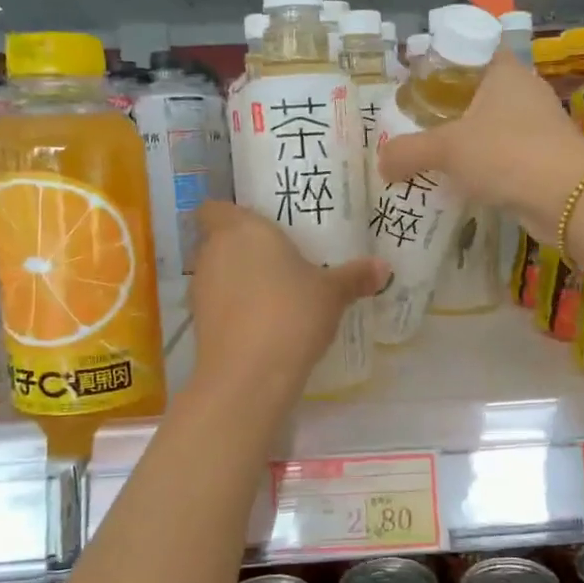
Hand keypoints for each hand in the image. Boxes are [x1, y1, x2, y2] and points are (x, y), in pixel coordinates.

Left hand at [188, 202, 384, 389]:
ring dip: (238, 280)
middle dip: (242, 248)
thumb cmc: (291, 313)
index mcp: (241, 230)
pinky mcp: (199, 324)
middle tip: (278, 258)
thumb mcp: (332, 293)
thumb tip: (384, 267)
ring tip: (274, 293)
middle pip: (218, 241)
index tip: (256, 224)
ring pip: (217, 274)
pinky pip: (218, 305)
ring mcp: (201, 290)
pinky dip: (235, 309)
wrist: (249, 374)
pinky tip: (264, 323)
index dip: (229, 213)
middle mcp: (213, 253)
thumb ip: (355, 276)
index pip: (214, 208)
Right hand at [376, 51, 583, 235]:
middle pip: (480, 89)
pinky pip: (506, 153)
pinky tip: (464, 180)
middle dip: (450, 106)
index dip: (442, 62)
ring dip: (469, 138)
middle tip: (417, 122)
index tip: (417, 83)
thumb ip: (408, 152)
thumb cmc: (505, 154)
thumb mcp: (446, 150)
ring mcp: (540, 125)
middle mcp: (525, 91)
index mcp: (504, 71)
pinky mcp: (546, 157)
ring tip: (435, 154)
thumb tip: (381, 162)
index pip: (470, 50)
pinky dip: (486, 164)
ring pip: (494, 124)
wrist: (568, 199)